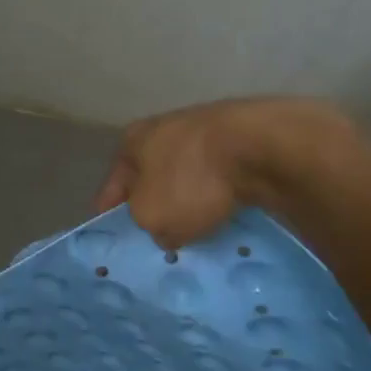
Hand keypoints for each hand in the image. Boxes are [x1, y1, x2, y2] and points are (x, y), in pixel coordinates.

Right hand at [94, 97, 360, 247]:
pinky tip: (229, 216)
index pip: (111, 187)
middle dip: (156, 208)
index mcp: (131, 142)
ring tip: (200, 233)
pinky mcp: (240, 139)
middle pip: (151, 180)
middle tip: (161, 241)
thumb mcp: (152, 217)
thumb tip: (165, 228)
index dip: (110, 216)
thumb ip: (147, 225)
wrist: (260, 147)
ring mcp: (203, 130)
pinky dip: (222, 196)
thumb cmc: (190, 180)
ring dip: (191, 202)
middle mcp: (162, 130)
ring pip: (188, 178)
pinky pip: (221, 178)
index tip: (116, 241)